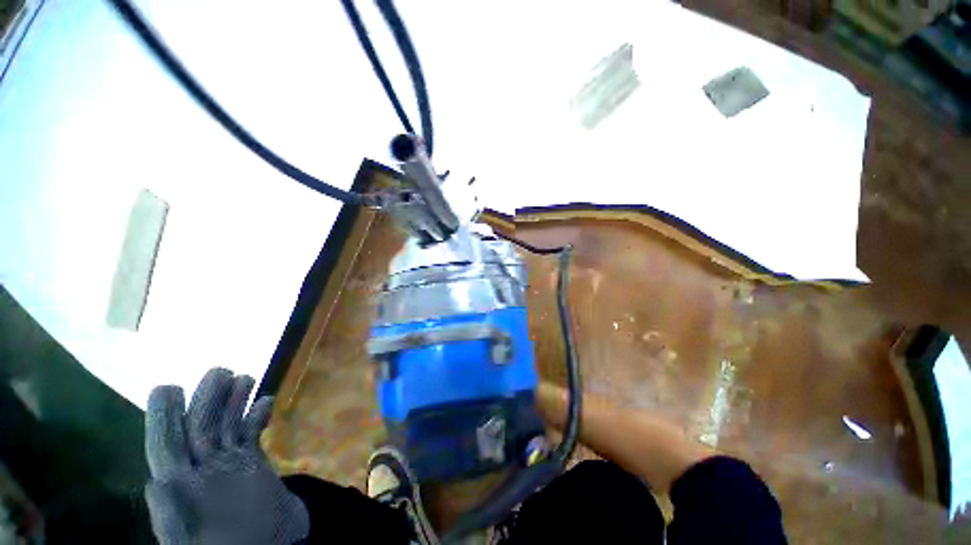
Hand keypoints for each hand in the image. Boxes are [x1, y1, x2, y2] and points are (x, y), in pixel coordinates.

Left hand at [144, 368, 309, 544]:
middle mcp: (200, 471)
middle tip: (220, 370)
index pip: (166, 447)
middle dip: (207, 399)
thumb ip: (172, 520)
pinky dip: (258, 417)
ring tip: (245, 378)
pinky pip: (252, 435)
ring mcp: (228, 466)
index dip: (163, 418)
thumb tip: (153, 484)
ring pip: (226, 426)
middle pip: (200, 428)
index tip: (167, 389)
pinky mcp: (253, 464)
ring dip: (234, 402)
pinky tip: (267, 401)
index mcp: (180, 488)